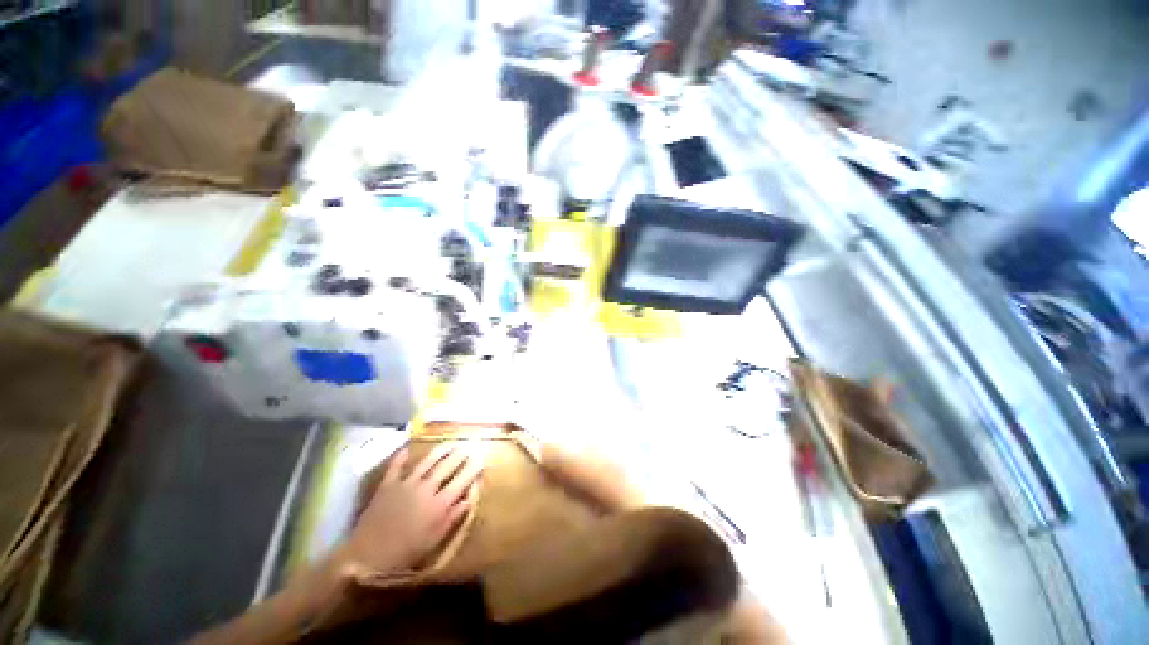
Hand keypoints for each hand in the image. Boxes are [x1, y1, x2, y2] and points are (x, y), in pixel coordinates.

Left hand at [337, 444, 483, 575]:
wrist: (367, 559)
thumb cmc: (405, 554)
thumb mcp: (434, 541)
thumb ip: (452, 517)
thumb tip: (469, 498)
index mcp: (439, 504)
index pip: (462, 480)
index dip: (473, 468)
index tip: (481, 458)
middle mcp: (426, 488)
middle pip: (447, 466)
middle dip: (460, 454)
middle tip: (469, 445)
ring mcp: (406, 484)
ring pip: (427, 461)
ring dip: (441, 450)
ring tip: (450, 443)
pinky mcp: (387, 485)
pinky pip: (396, 466)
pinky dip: (402, 457)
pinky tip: (408, 449)